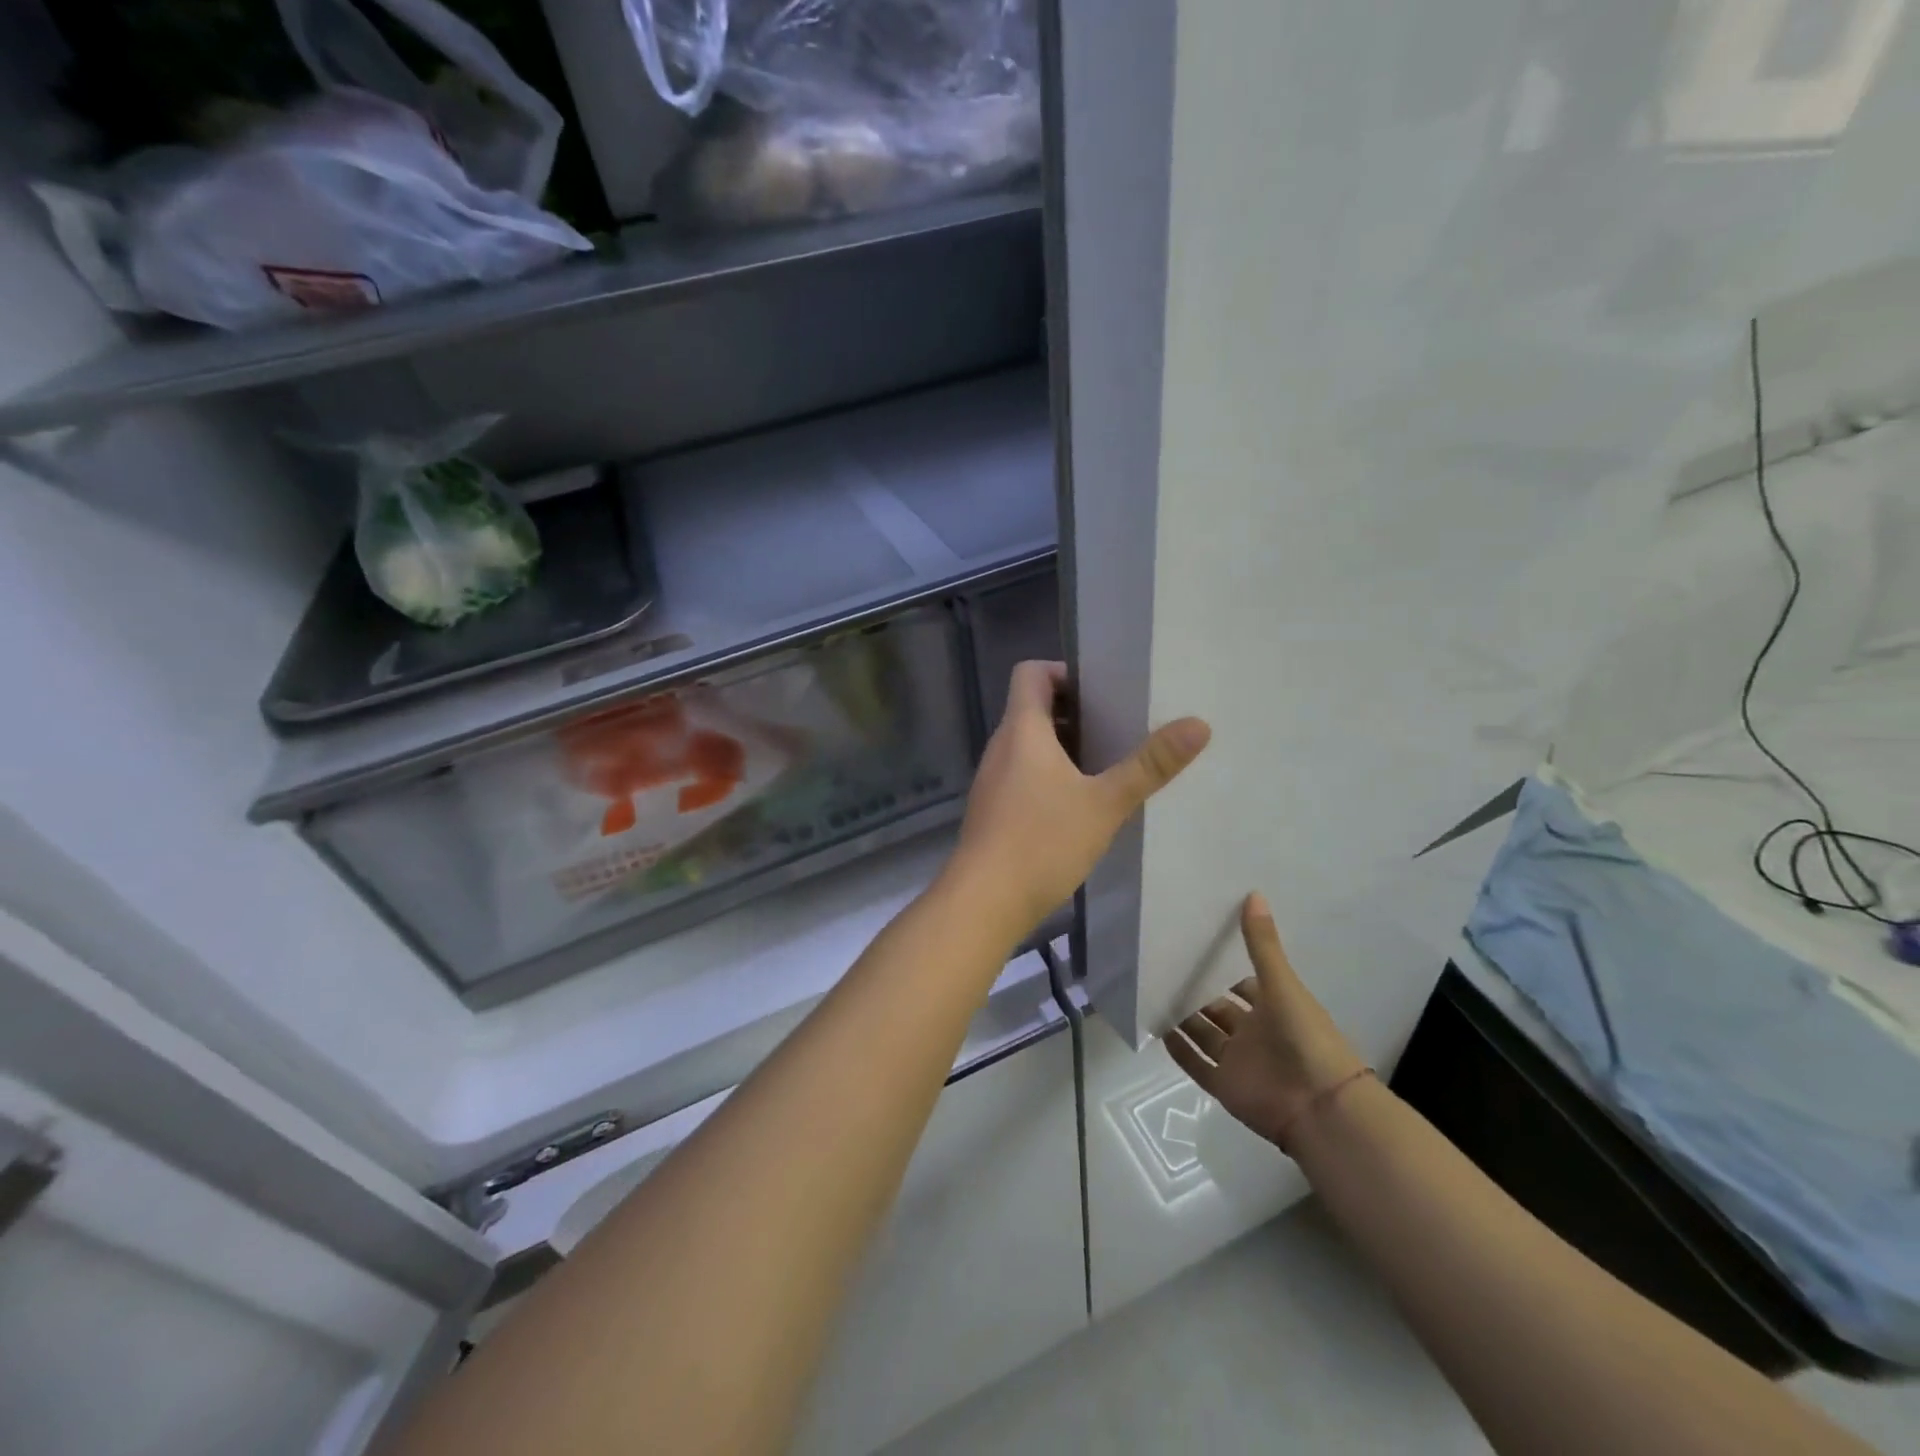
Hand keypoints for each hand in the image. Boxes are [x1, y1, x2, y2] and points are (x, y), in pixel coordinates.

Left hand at [945, 661, 1209, 938]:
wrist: (983, 901)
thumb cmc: (1042, 841)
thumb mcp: (1105, 803)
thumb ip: (1149, 765)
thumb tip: (1199, 724)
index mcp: (1022, 730)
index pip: (1030, 672)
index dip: (1063, 671)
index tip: (1102, 691)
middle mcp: (1001, 747)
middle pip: (1032, 708)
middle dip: (1075, 712)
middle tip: (1119, 728)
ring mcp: (993, 780)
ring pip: (1029, 745)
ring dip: (1065, 747)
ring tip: (1108, 766)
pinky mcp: (994, 810)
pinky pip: (1024, 775)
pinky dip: (1051, 777)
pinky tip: (1080, 806)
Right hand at [1166, 894, 1367, 1149]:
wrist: (1320, 1107)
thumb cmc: (1306, 1038)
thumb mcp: (1282, 984)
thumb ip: (1263, 944)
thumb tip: (1253, 892)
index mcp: (1273, 1008)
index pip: (1242, 985)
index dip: (1221, 969)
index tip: (1193, 946)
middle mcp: (1253, 1032)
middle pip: (1218, 1009)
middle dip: (1196, 991)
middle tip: (1162, 965)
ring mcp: (1237, 1060)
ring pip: (1203, 1035)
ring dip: (1182, 1018)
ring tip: (1151, 992)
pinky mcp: (1223, 1085)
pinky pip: (1195, 1064)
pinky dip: (1178, 1050)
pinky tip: (1156, 1029)